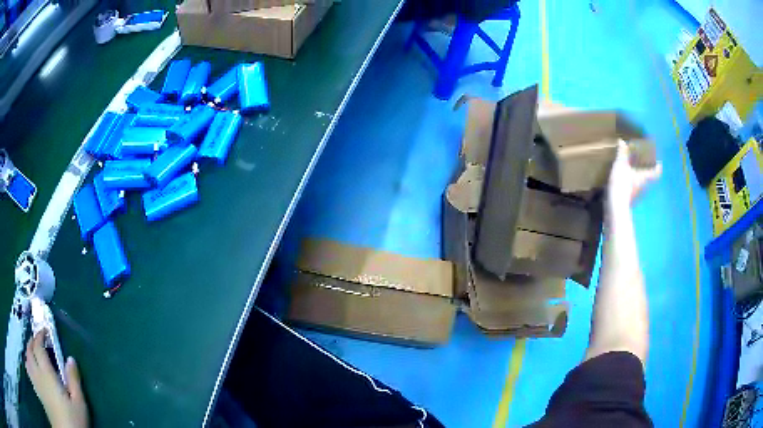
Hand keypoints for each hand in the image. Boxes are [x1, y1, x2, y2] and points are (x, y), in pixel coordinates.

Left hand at [25, 331, 88, 427]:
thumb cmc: (74, 422)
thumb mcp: (79, 405)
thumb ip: (74, 381)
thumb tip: (70, 359)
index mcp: (46, 372)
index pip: (38, 345)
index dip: (40, 335)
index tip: (44, 332)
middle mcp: (36, 370)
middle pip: (29, 348)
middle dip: (32, 342)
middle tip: (37, 342)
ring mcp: (34, 378)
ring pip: (27, 357)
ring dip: (29, 353)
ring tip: (34, 357)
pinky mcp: (35, 385)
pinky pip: (28, 367)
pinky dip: (28, 364)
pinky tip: (31, 369)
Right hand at [607, 139, 661, 209]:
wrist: (616, 205)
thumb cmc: (622, 183)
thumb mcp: (621, 165)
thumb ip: (622, 153)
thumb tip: (622, 141)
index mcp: (645, 176)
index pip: (656, 172)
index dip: (658, 167)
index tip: (659, 163)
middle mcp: (645, 186)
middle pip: (650, 178)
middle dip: (648, 171)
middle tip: (644, 164)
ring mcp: (638, 195)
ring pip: (642, 184)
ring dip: (639, 178)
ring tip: (633, 171)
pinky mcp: (631, 200)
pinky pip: (635, 190)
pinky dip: (632, 185)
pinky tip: (626, 182)